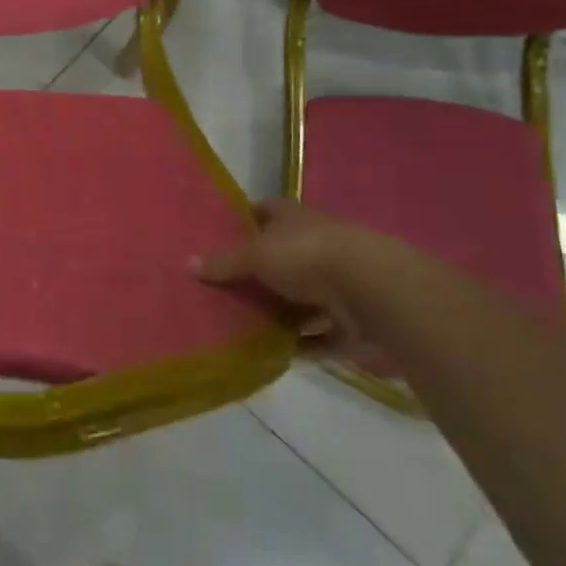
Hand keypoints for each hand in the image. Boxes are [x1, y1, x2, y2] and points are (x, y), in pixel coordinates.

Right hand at [196, 199, 434, 353]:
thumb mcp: (256, 255)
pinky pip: (323, 334)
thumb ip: (225, 261)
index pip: (264, 211)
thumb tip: (188, 264)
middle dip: (259, 272)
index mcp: (294, 218)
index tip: (218, 236)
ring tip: (246, 325)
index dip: (243, 221)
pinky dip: (305, 344)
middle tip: (224, 288)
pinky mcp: (354, 320)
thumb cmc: (308, 256)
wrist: (376, 292)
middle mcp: (318, 243)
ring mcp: (340, 282)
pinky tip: (280, 354)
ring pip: (303, 297)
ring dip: (283, 312)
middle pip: (282, 256)